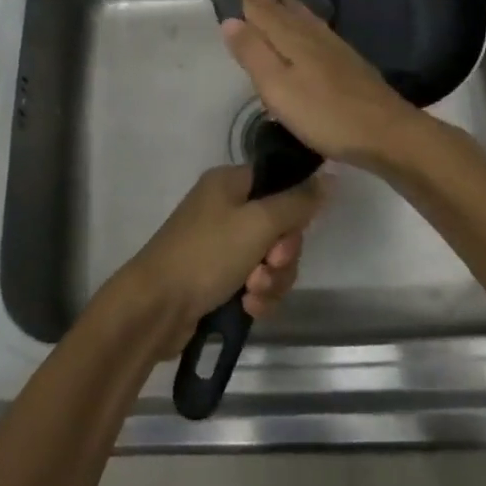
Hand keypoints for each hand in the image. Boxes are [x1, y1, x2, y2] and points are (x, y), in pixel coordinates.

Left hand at [115, 165, 327, 351]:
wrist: (156, 306)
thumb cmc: (206, 254)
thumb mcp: (257, 224)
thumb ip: (297, 202)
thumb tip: (329, 177)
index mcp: (230, 183)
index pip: (279, 184)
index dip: (293, 212)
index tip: (288, 235)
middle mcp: (225, 207)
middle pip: (279, 227)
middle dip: (281, 255)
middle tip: (268, 267)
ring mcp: (220, 244)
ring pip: (270, 259)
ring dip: (271, 280)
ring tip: (253, 294)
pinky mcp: (218, 277)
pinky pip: (254, 282)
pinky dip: (257, 296)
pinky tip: (247, 309)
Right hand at [221, 0, 435, 171]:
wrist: (387, 132)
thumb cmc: (325, 113)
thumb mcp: (278, 88)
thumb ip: (253, 53)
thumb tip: (230, 19)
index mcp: (290, 38)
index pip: (261, 9)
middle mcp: (311, 34)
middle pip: (283, 9)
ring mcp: (333, 46)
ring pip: (304, 16)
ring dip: (288, 2)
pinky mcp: (348, 60)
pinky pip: (318, 26)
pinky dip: (307, 17)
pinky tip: (312, 23)